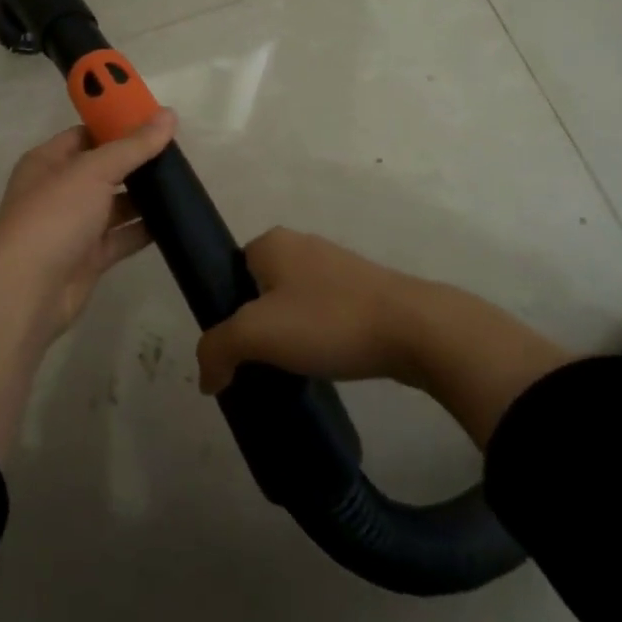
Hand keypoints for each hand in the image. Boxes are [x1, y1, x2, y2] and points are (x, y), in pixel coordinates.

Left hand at [0, 108, 177, 340]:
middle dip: (135, 162)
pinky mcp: (88, 257)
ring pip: (113, 205)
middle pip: (102, 169)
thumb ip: (133, 145)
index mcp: (48, 161)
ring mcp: (73, 225)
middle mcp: (58, 190)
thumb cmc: (55, 216)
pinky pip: (120, 237)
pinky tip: (173, 220)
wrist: (29, 289)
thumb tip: (168, 115)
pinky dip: (142, 230)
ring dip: (142, 197)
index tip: (154, 121)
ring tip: (181, 184)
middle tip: (176, 154)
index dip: (117, 126)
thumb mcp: (94, 170)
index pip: (85, 134)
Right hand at [196, 228, 423, 394]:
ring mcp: (337, 266)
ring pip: (294, 304)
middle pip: (260, 291)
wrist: (415, 329)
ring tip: (295, 369)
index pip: (230, 274)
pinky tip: (326, 362)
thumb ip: (217, 350)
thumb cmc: (327, 321)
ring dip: (290, 335)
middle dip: (258, 327)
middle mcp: (301, 244)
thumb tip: (206, 378)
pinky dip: (319, 337)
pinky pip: (325, 313)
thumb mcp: (256, 335)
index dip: (227, 312)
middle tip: (262, 363)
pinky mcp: (365, 290)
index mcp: (271, 242)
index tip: (238, 349)